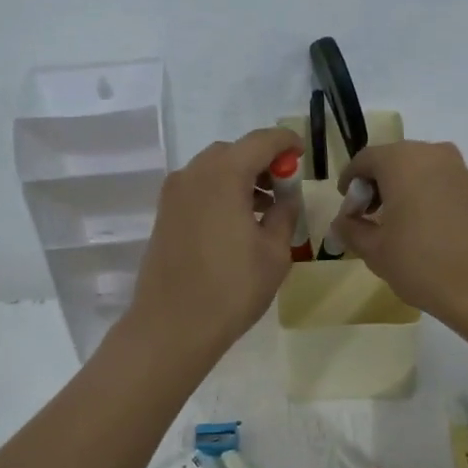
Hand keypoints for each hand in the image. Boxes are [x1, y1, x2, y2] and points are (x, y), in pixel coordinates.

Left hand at [126, 127, 302, 364]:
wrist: (172, 326)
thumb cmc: (232, 288)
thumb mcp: (274, 252)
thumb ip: (284, 214)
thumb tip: (286, 197)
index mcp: (224, 175)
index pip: (261, 141)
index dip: (286, 143)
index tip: (303, 155)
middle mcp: (194, 174)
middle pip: (233, 152)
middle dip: (261, 161)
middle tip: (284, 186)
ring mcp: (174, 194)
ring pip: (213, 170)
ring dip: (240, 178)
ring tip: (264, 208)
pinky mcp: (164, 215)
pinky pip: (198, 189)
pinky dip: (220, 192)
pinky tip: (237, 222)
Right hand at [332, 141, 467, 333]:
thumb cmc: (423, 264)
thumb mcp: (375, 251)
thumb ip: (351, 230)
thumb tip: (342, 222)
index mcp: (402, 160)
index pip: (364, 160)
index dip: (350, 183)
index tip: (347, 209)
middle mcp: (432, 154)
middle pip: (393, 161)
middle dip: (376, 186)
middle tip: (367, 219)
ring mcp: (460, 170)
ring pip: (419, 171)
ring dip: (401, 191)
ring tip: (394, 227)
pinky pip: (440, 184)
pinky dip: (425, 197)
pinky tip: (422, 230)